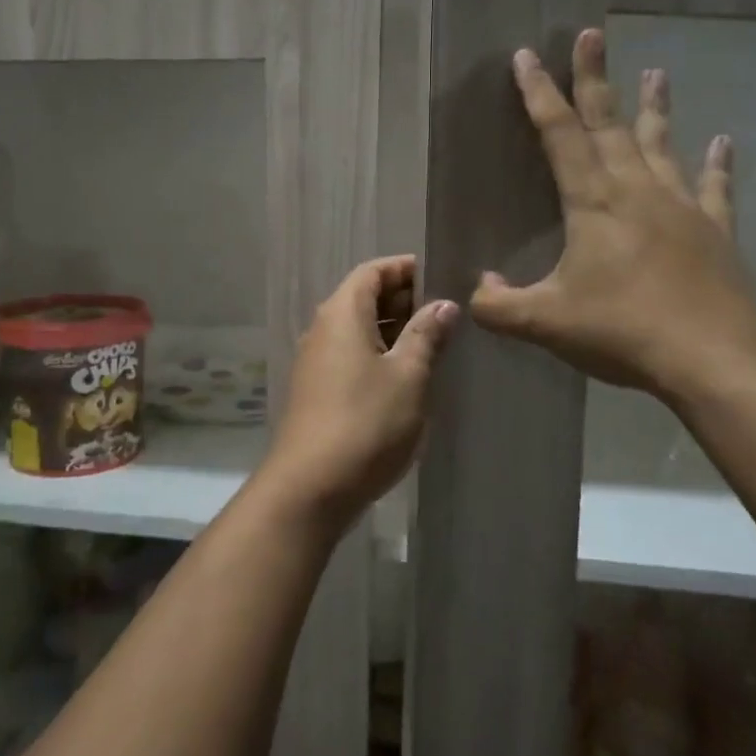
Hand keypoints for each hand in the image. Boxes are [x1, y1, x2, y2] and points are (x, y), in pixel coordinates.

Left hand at [262, 255, 457, 528]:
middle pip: (362, 298)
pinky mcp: (316, 392)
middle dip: (402, 299)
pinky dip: (378, 354)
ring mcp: (315, 362)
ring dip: (392, 330)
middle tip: (445, 312)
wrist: (310, 487)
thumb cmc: (366, 422)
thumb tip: (443, 304)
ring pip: (357, 330)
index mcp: (342, 314)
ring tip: (433, 343)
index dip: (404, 268)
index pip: (372, 272)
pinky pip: (350, 356)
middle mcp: (322, 330)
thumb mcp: (408, 376)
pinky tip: (405, 376)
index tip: (439, 275)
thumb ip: (426, 335)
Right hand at [470, 28, 755, 402]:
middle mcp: (637, 190)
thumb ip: (498, 305)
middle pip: (610, 123)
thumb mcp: (544, 322)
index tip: (527, 56)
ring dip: (654, 108)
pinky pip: (714, 187)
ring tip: (657, 72)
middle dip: (595, 78)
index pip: (559, 135)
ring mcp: (681, 206)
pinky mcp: (713, 230)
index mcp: (593, 201)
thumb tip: (476, 288)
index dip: (539, 94)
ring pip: (661, 145)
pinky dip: (717, 164)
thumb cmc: (622, 330)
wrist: (713, 355)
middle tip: (592, 35)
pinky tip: (723, 142)